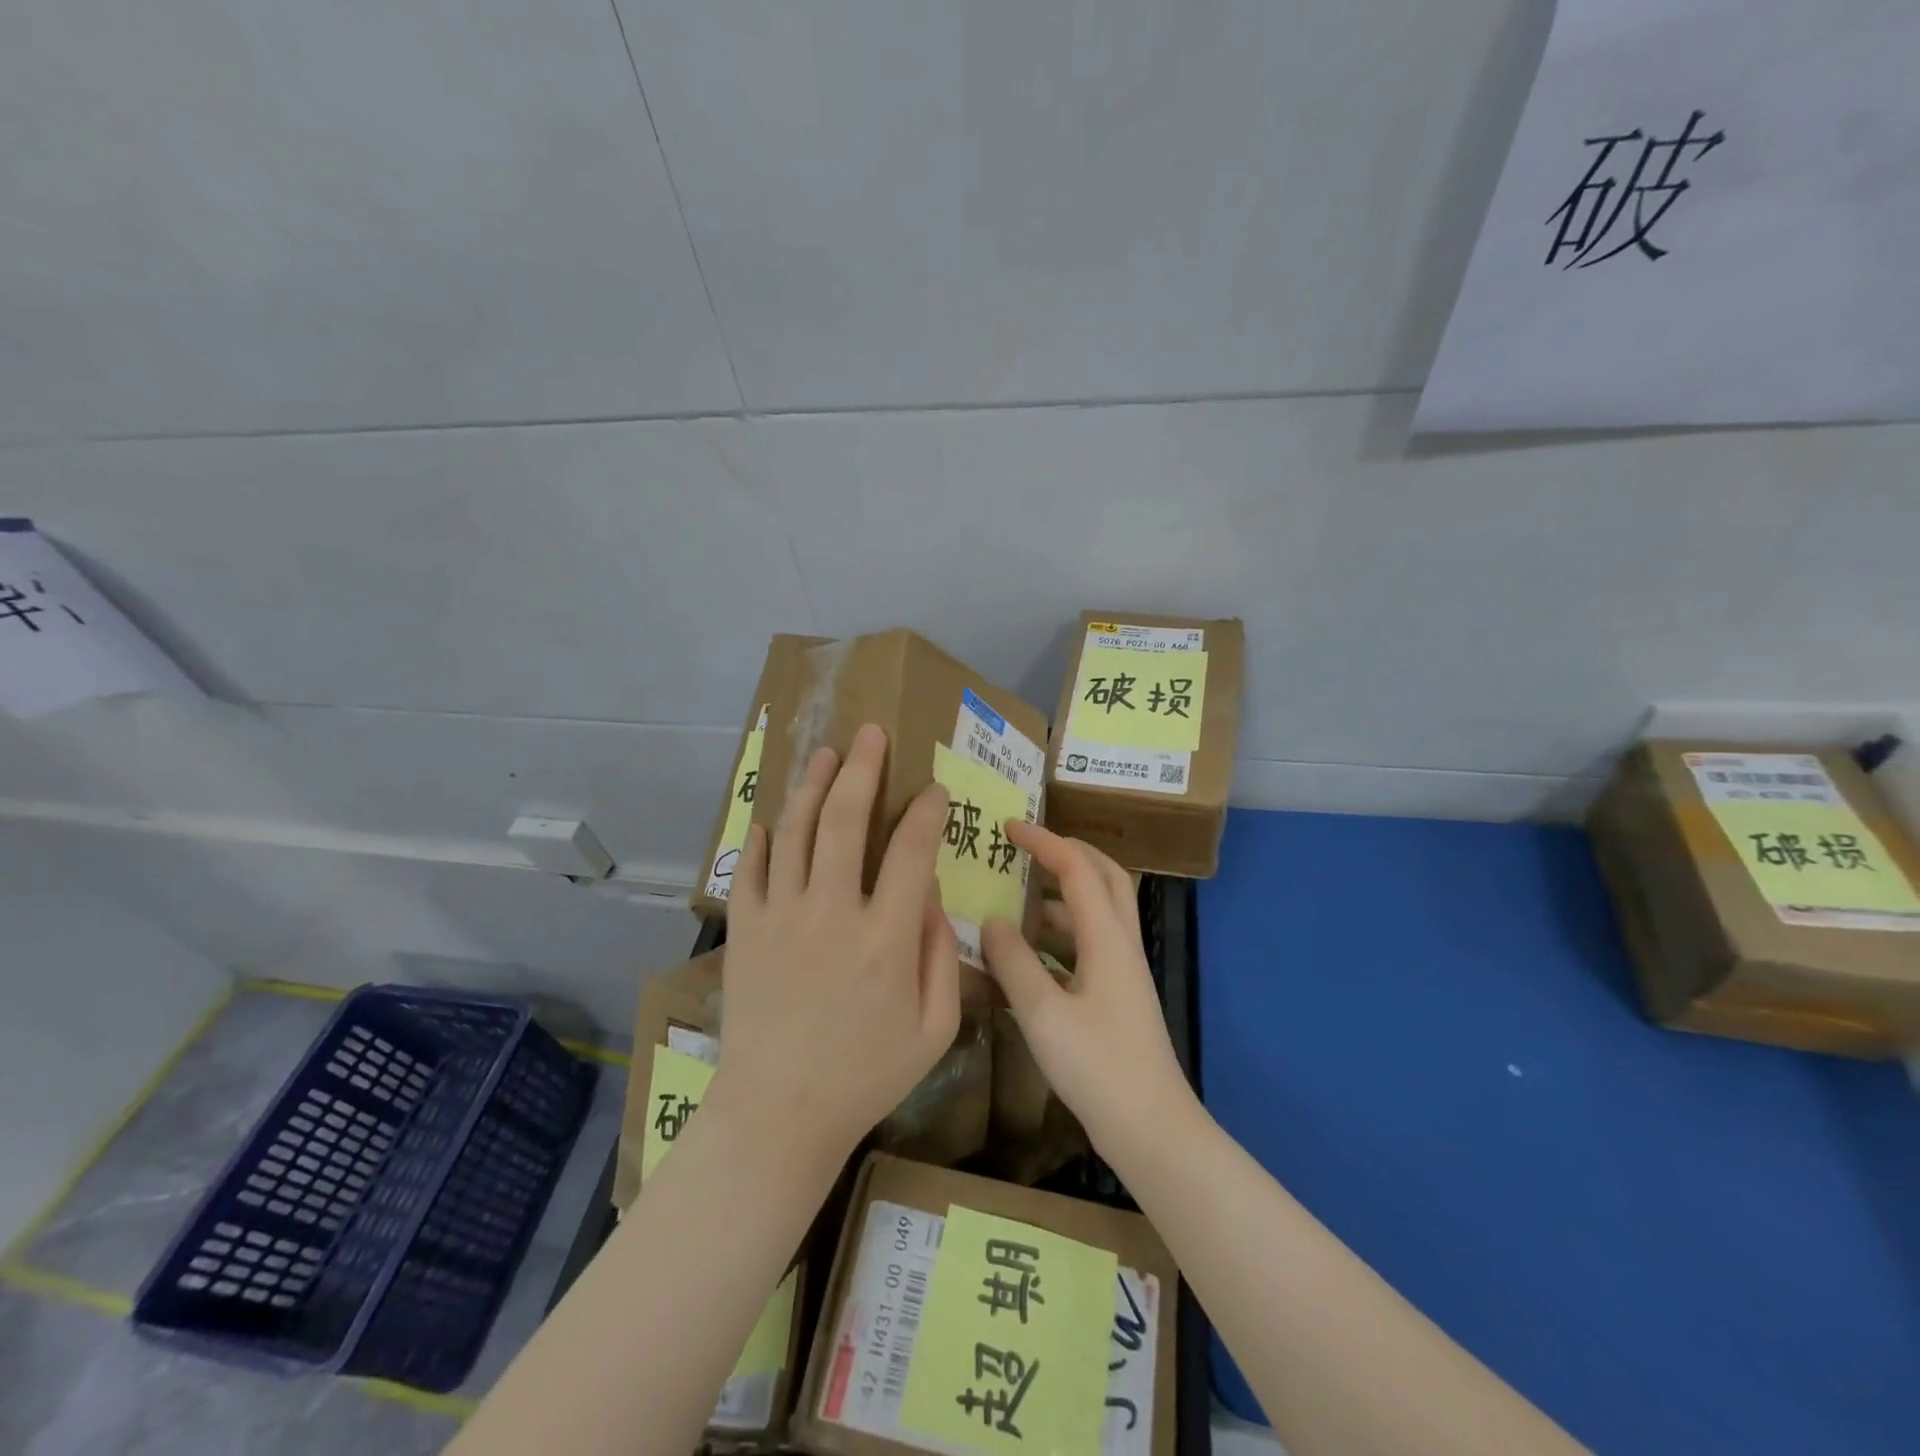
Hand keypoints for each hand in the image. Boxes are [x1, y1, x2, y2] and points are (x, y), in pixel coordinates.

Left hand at [710, 722, 961, 1172]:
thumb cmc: (867, 1074)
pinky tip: (776, 815)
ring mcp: (780, 917)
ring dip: (812, 784)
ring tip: (826, 752)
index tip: (933, 791)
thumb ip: (941, 954)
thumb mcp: (934, 1028)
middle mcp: (831, 914)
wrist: (778, 1112)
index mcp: (885, 939)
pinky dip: (766, 834)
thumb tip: (928, 893)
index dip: (925, 812)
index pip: (910, 851)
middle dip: (862, 768)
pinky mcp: (745, 929)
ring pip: (795, 831)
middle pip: (844, 820)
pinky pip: (753, 866)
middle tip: (871, 732)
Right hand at [981, 823, 1193, 1150]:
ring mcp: (1121, 972)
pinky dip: (1058, 938)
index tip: (1009, 827)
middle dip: (1068, 854)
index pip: (1078, 869)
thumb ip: (1014, 963)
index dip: (1045, 842)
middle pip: (1104, 878)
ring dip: (1061, 898)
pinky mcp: (1115, 998)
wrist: (1151, 1129)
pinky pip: (1086, 948)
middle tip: (1029, 848)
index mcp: (1107, 939)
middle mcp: (1120, 945)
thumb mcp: (1043, 1013)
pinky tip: (1025, 958)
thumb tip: (991, 921)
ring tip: (1015, 902)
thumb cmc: (1098, 1067)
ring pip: (1095, 914)